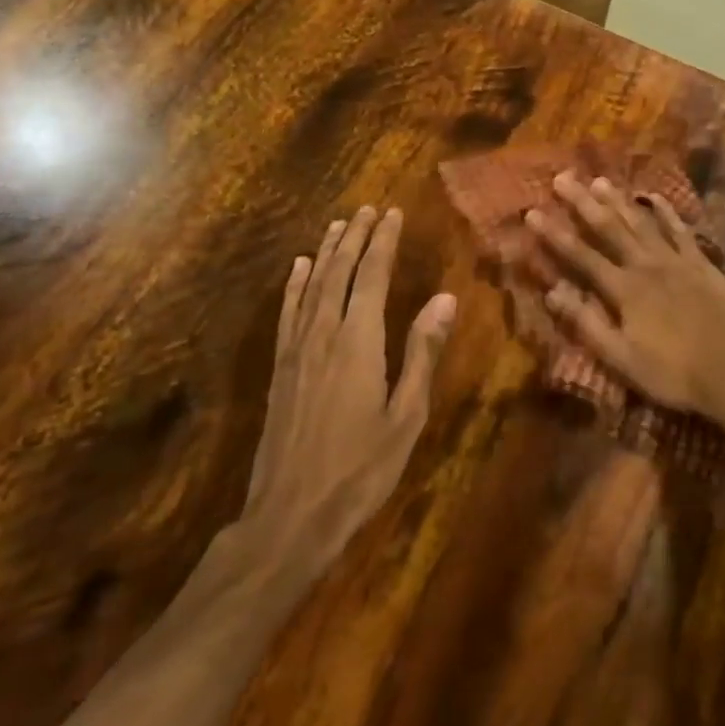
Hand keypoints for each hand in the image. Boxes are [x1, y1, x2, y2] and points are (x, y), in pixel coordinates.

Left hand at [231, 207, 455, 580]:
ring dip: (326, 252)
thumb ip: (423, 353)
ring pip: (312, 286)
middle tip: (368, 209)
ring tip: (338, 225)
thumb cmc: (361, 469)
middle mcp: (324, 334)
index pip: (373, 276)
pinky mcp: (279, 368)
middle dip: (356, 237)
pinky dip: (294, 285)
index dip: (383, 242)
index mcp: (358, 341)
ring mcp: (296, 350)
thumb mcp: (406, 416)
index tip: (393, 213)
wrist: (289, 516)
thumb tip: (445, 298)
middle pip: (340, 272)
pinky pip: (287, 313)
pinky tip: (298, 268)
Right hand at [525, 173, 724, 434]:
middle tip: (564, 177)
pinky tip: (655, 198)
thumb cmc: (670, 373)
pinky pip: (680, 230)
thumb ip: (587, 323)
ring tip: (600, 180)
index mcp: (624, 290)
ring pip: (642, 223)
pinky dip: (666, 213)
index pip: (581, 256)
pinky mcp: (701, 264)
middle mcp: (646, 266)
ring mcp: (676, 261)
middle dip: (583, 202)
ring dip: (619, 201)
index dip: (555, 234)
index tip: (532, 211)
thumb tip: (553, 292)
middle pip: (609, 228)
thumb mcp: (620, 358)